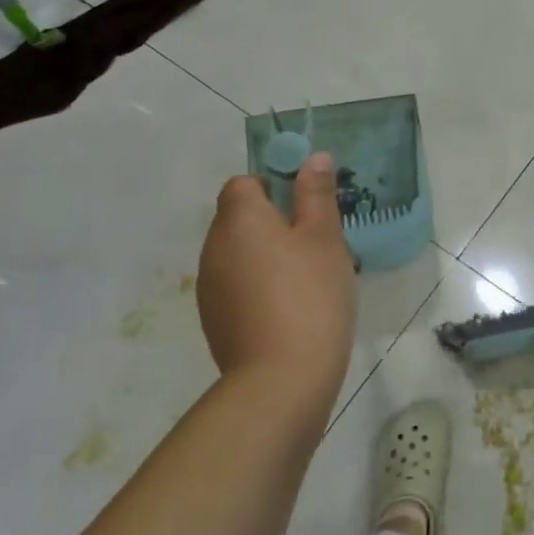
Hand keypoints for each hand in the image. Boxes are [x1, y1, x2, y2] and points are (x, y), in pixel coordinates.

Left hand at [196, 154, 354, 400]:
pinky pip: (236, 285)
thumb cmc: (310, 294)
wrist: (282, 377)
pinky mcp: (214, 319)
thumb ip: (316, 194)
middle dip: (272, 221)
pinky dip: (257, 286)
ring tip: (305, 278)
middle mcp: (213, 247)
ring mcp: (209, 286)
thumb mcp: (324, 237)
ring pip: (237, 253)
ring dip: (264, 255)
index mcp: (239, 219)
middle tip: (315, 242)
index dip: (272, 186)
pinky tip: (288, 307)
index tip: (306, 206)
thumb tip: (313, 158)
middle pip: (238, 218)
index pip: (243, 183)